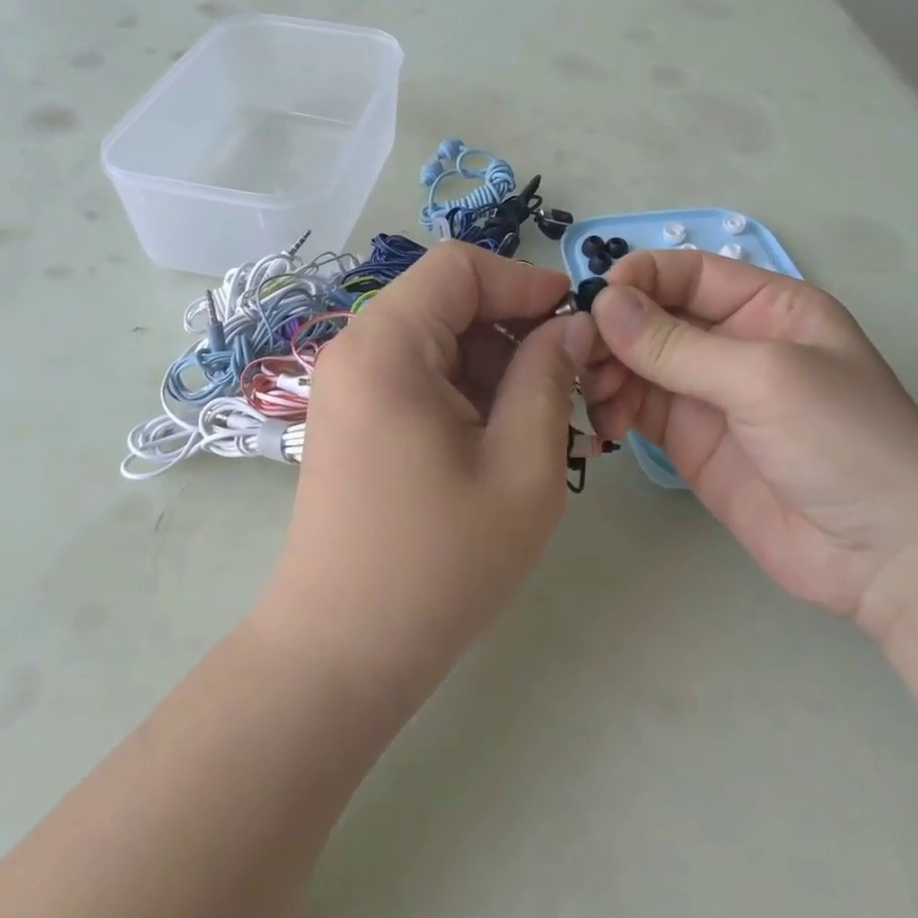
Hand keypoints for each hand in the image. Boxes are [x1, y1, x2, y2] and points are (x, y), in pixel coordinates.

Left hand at [252, 242, 594, 702]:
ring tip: (540, 423)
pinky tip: (498, 440)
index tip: (575, 326)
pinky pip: (417, 372)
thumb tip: (573, 326)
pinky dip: (464, 389)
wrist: (341, 650)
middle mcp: (356, 348)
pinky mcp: (352, 414)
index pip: (460, 267)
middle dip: (514, 329)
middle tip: (570, 385)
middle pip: (447, 299)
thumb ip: (549, 378)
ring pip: (437, 337)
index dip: (524, 282)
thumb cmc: (438, 564)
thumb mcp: (521, 467)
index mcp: (387, 345)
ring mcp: (348, 382)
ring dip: (494, 364)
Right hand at [582, 250, 917, 635]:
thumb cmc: (846, 443)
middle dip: (614, 330)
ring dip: (607, 370)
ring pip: (636, 362)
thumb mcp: (764, 378)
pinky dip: (612, 407)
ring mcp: (707, 393)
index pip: (686, 272)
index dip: (639, 279)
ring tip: (594, 394)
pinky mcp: (689, 440)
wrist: (890, 560)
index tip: (596, 303)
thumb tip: (602, 303)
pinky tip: (604, 422)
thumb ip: (677, 344)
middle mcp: (731, 342)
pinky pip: (637, 407)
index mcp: (765, 307)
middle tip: (581, 357)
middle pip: (652, 316)